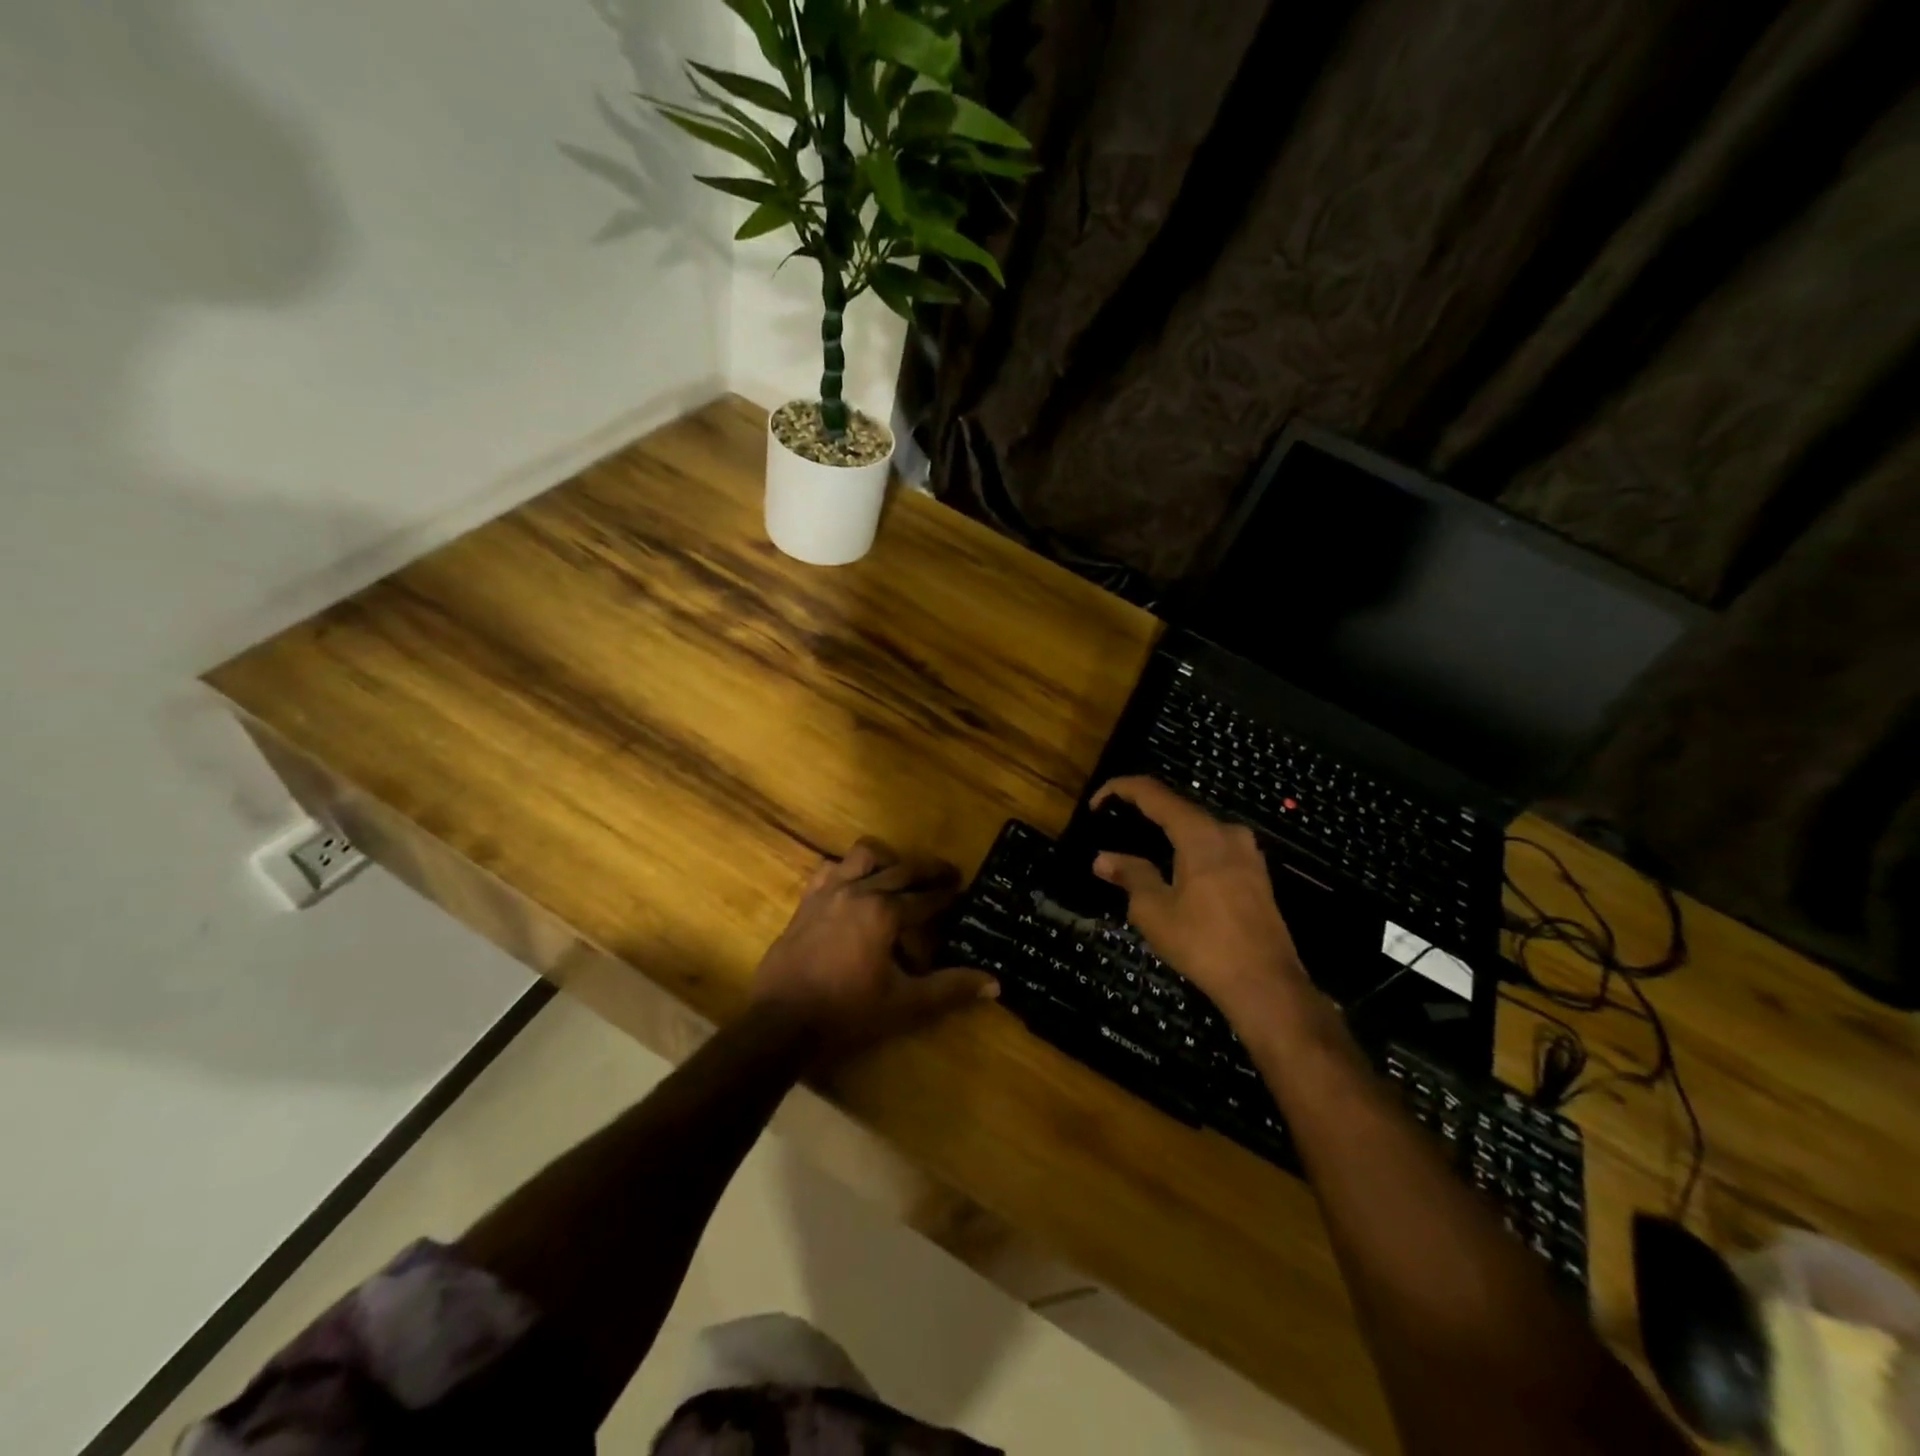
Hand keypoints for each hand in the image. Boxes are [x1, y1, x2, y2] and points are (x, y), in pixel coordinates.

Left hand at [753, 836, 997, 1063]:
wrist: (779, 1024)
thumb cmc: (846, 1014)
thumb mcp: (904, 1005)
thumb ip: (949, 989)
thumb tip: (994, 983)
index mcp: (884, 913)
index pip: (925, 898)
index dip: (947, 895)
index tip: (963, 889)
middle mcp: (858, 892)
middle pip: (900, 869)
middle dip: (927, 871)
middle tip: (947, 874)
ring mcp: (827, 894)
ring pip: (862, 857)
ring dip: (885, 861)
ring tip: (898, 874)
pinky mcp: (805, 904)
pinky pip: (829, 871)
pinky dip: (847, 871)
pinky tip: (852, 885)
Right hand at [1090, 777, 1310, 1025]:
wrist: (1266, 984)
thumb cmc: (1204, 943)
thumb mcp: (1154, 910)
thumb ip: (1130, 875)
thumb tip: (1103, 858)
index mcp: (1199, 833)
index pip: (1153, 793)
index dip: (1120, 789)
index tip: (1094, 804)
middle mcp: (1227, 831)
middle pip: (1177, 808)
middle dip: (1142, 812)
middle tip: (1112, 826)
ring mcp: (1247, 852)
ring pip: (1197, 828)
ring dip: (1166, 833)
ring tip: (1137, 848)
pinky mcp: (1256, 873)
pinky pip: (1213, 847)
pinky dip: (1187, 849)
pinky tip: (1171, 870)